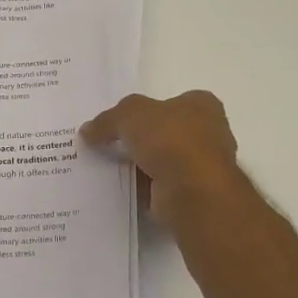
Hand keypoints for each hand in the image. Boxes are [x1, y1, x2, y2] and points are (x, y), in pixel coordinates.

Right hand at [81, 91, 243, 224]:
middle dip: (141, 140)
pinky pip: (161, 187)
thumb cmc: (170, 140)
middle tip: (109, 145)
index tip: (121, 122)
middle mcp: (209, 133)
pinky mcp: (194, 194)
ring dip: (142, 166)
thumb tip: (87, 130)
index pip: (171, 102)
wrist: (192, 191)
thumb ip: (108, 120)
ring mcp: (204, 167)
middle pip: (166, 133)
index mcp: (202, 105)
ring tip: (109, 168)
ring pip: (163, 162)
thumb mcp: (130, 115)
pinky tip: (122, 189)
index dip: (146, 111)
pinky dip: (144, 189)